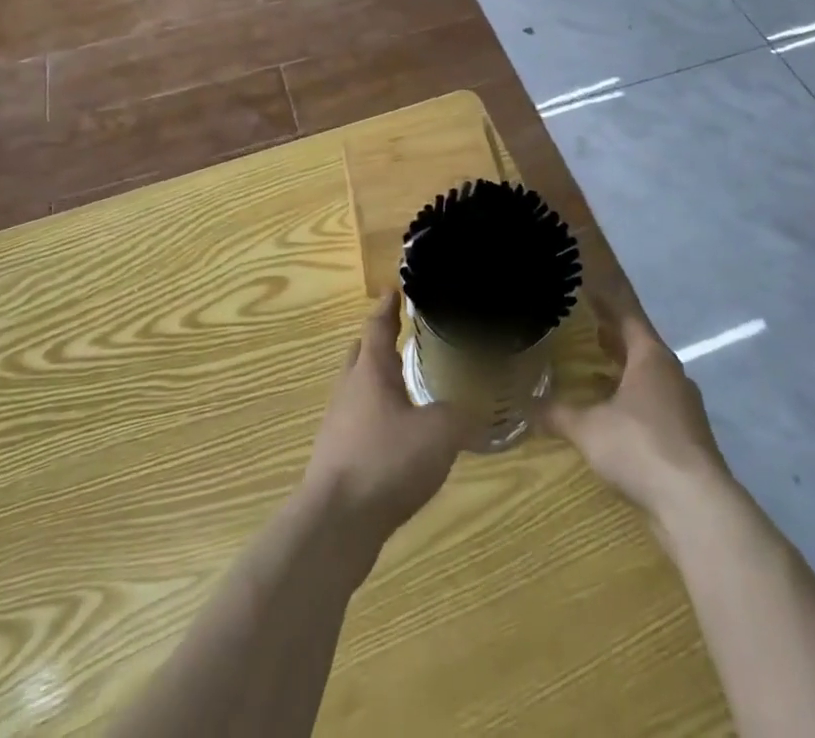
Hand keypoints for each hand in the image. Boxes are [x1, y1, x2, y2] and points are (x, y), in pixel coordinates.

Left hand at [300, 291, 471, 544]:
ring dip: (379, 383)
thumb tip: (479, 407)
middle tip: (403, 336)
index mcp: (370, 371)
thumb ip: (462, 415)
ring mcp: (339, 425)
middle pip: (361, 354)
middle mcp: (349, 390)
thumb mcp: (439, 433)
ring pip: (359, 390)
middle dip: (379, 343)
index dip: (387, 307)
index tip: (394, 290)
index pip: (377, 325)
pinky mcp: (337, 458)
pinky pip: (359, 423)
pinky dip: (377, 418)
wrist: (335, 525)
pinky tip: (398, 437)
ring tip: (407, 387)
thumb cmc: (385, 462)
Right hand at [540, 287, 733, 530]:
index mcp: (651, 357)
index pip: (627, 316)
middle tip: (586, 329)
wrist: (696, 505)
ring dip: (625, 372)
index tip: (589, 288)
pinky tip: (616, 417)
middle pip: (640, 346)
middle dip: (614, 338)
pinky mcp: (690, 437)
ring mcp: (685, 407)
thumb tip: (527, 405)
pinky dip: (635, 402)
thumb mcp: (588, 429)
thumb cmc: (641, 447)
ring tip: (596, 372)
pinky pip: (657, 406)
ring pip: (650, 378)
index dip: (607, 302)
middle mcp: (672, 373)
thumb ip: (558, 414)